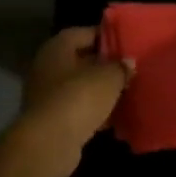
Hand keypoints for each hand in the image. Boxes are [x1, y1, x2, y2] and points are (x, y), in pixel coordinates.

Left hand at [17, 27, 131, 157]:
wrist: (49, 143)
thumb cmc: (78, 98)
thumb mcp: (109, 78)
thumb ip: (120, 67)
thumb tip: (128, 62)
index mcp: (57, 48)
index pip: (84, 33)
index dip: (106, 36)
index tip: (127, 43)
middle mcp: (47, 67)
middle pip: (80, 61)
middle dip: (104, 66)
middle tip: (129, 69)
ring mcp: (46, 95)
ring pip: (79, 87)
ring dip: (100, 91)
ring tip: (126, 93)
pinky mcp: (51, 120)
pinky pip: (77, 110)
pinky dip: (93, 113)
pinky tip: (114, 119)